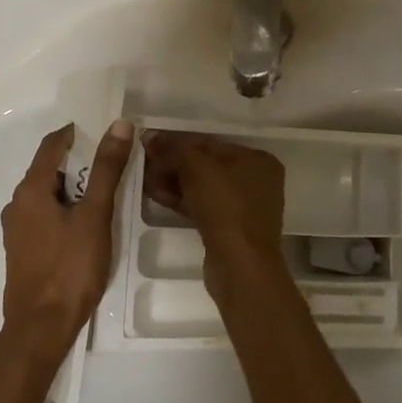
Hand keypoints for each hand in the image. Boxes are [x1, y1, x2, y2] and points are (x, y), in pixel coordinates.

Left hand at [0, 119, 133, 359]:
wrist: (41, 329)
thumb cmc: (70, 268)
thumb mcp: (95, 215)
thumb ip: (106, 169)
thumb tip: (118, 125)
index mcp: (30, 190)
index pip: (52, 145)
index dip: (78, 133)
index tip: (106, 132)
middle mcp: (17, 204)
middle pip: (50, 169)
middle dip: (81, 163)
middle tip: (114, 166)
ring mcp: (18, 230)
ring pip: (49, 195)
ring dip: (75, 189)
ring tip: (107, 196)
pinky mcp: (24, 251)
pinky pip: (46, 216)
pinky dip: (66, 210)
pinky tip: (88, 227)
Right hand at [142, 133, 286, 296]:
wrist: (239, 265)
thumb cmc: (225, 206)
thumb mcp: (196, 168)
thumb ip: (173, 149)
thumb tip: (149, 136)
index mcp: (257, 159)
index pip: (211, 143)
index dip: (178, 142)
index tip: (150, 144)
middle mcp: (255, 180)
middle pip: (206, 165)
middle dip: (174, 164)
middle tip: (144, 163)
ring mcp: (244, 207)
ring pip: (202, 187)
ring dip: (173, 182)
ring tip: (144, 179)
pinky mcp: (230, 229)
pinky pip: (202, 206)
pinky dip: (181, 199)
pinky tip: (155, 195)